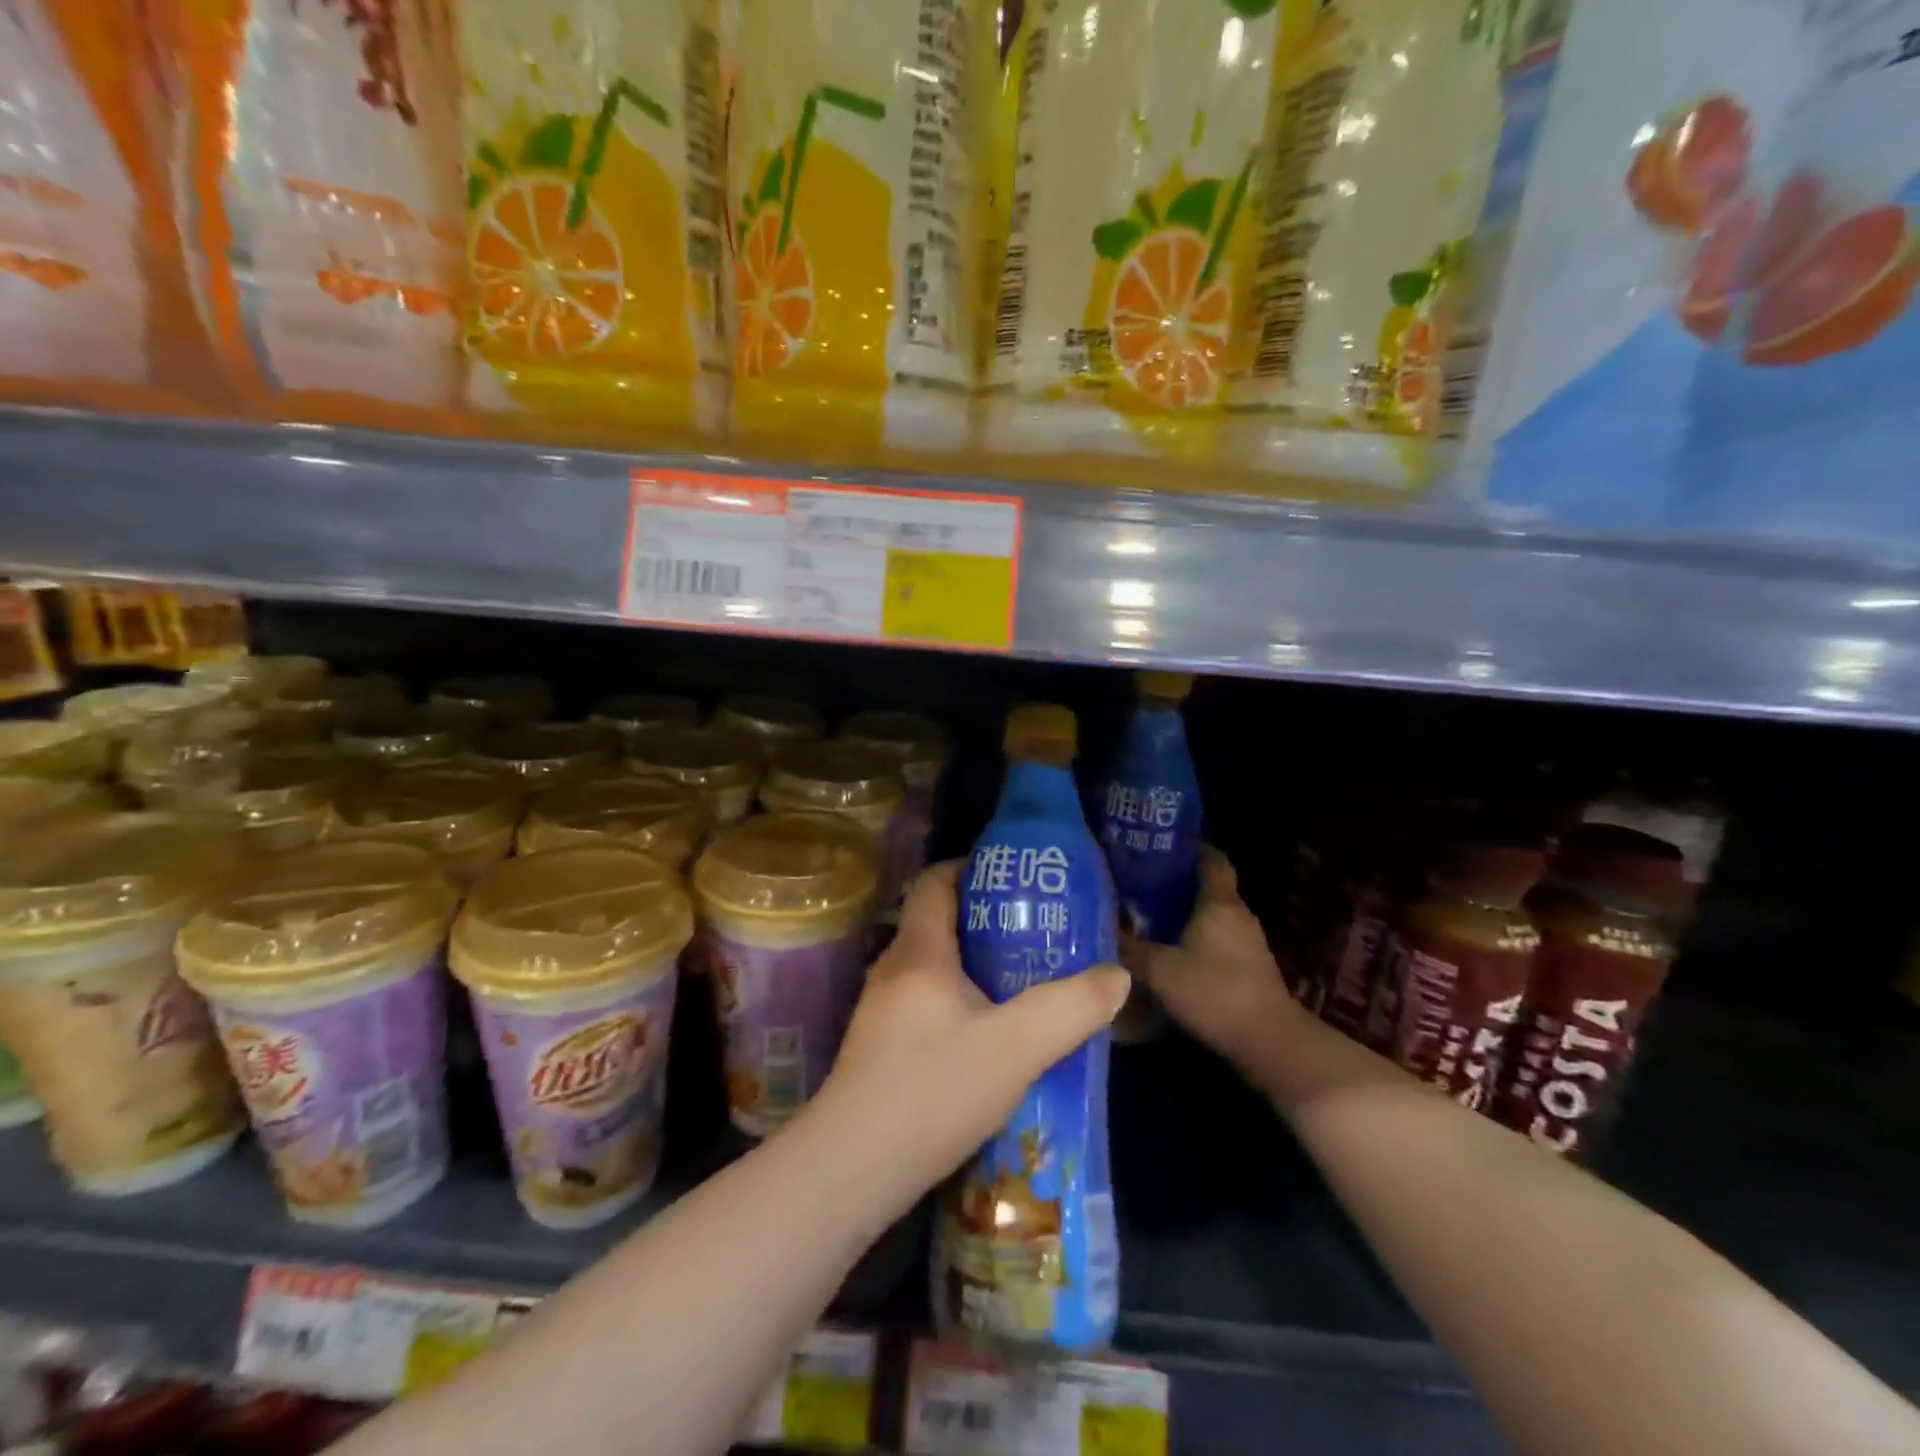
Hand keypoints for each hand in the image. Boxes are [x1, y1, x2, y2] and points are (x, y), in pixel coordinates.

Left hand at [808, 862, 1129, 1215]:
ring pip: (935, 968)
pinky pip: (929, 1004)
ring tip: (1025, 981)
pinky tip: (992, 1036)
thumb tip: (1116, 976)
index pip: (936, 882)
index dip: (972, 869)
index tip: (1017, 879)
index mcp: (918, 951)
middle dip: (988, 920)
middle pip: (938, 922)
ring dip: (977, 966)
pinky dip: (962, 1002)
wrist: (851, 1171)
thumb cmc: (932, 1090)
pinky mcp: (882, 1049)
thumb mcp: (1015, 1047)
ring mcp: (883, 1012)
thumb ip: (1070, 1008)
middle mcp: (894, 970)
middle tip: (1038, 932)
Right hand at [1137, 847, 1310, 1074]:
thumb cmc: (1214, 992)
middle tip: (1137, 881)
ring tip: (1145, 915)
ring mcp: (1248, 943)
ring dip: (1183, 914)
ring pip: (1211, 916)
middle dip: (1175, 882)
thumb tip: (1101, 928)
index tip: (1159, 845)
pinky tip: (1168, 952)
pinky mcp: (1249, 969)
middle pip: (1208, 886)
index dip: (1189, 846)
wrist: (1269, 1043)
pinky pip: (1216, 940)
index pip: (1211, 858)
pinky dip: (1194, 939)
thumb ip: (1129, 948)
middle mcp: (1237, 915)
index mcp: (1219, 902)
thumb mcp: (1160, 970)